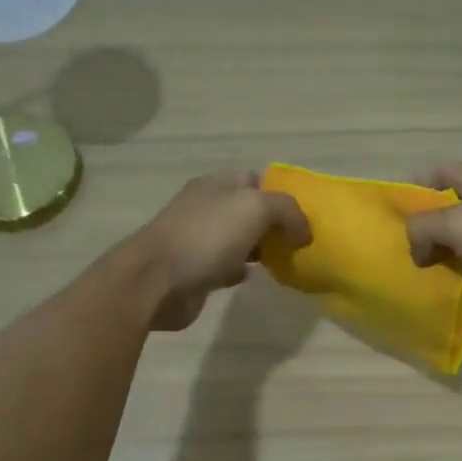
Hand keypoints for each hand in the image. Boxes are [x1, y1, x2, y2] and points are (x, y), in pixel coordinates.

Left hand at [131, 170, 310, 330]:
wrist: (158, 281)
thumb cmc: (207, 236)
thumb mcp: (256, 208)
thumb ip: (287, 210)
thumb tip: (303, 231)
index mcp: (217, 184)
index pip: (256, 179)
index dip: (281, 193)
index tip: (304, 216)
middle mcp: (207, 207)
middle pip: (249, 210)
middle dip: (274, 224)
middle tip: (300, 241)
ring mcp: (199, 239)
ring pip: (240, 239)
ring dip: (261, 248)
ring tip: (287, 259)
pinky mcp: (196, 270)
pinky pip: (227, 266)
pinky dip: (243, 270)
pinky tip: (256, 276)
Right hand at [406, 163, 461, 325]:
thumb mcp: (455, 221)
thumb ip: (422, 227)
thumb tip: (417, 249)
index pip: (444, 172)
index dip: (417, 186)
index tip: (393, 210)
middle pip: (449, 212)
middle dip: (423, 229)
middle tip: (396, 247)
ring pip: (458, 247)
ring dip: (437, 260)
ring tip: (408, 273)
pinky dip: (454, 284)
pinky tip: (432, 294)